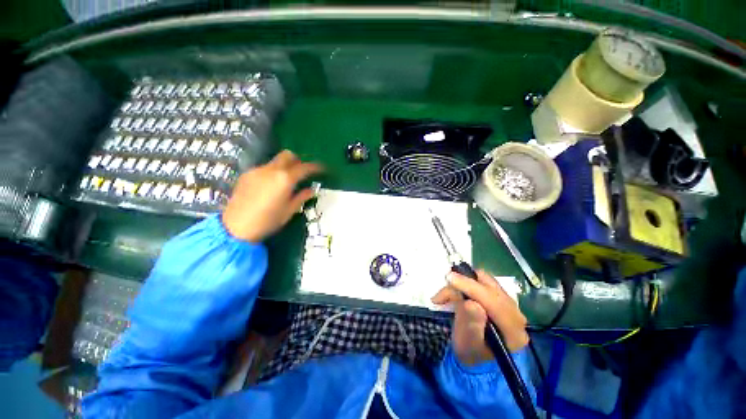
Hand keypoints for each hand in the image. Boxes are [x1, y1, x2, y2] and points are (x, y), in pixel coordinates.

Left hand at [222, 150, 322, 241]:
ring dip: (284, 167)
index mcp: (285, 179)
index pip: (304, 168)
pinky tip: (269, 186)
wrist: (236, 227)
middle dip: (297, 160)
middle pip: (287, 155)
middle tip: (301, 172)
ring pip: (275, 162)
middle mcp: (271, 170)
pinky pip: (264, 168)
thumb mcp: (289, 211)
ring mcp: (257, 171)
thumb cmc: (268, 221)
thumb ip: (301, 197)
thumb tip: (311, 190)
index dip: (315, 167)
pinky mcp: (246, 175)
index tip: (322, 169)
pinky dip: (271, 173)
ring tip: (285, 182)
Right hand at [431, 270, 528, 364]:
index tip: (450, 279)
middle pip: (491, 288)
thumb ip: (470, 324)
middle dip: (465, 284)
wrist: (475, 355)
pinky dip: (466, 283)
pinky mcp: (500, 297)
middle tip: (444, 287)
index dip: (472, 288)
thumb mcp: (466, 342)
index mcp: (514, 333)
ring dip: (463, 283)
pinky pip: (483, 282)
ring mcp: (510, 305)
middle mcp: (517, 316)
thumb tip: (470, 303)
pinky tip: (454, 292)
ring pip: (485, 281)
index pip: (495, 302)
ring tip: (446, 295)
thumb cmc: (470, 351)